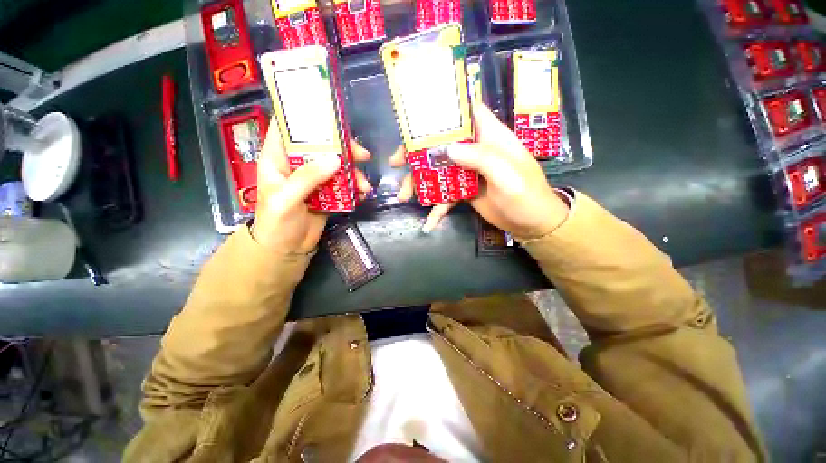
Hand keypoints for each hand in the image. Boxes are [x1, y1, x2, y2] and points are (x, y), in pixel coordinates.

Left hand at [252, 120, 372, 253]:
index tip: (329, 114)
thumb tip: (336, 160)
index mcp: (278, 158)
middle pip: (321, 145)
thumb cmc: (276, 223)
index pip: (287, 127)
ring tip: (365, 185)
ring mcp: (315, 178)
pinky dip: (354, 186)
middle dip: (343, 148)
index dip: (304, 117)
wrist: (287, 249)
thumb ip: (307, 178)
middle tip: (363, 156)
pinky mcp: (328, 192)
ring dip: (353, 172)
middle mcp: (297, 164)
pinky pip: (343, 184)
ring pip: (337, 165)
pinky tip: (362, 193)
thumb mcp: (286, 199)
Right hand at [393, 103, 568, 238]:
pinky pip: (446, 193)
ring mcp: (468, 171)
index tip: (415, 117)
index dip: (442, 110)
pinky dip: (436, 206)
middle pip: (442, 143)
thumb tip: (448, 148)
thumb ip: (482, 159)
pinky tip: (429, 221)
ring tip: (404, 196)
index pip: (466, 112)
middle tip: (397, 163)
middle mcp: (476, 150)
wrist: (532, 224)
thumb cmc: (527, 196)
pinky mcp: (465, 190)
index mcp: (490, 137)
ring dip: (420, 182)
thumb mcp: (509, 176)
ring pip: (438, 169)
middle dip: (417, 152)